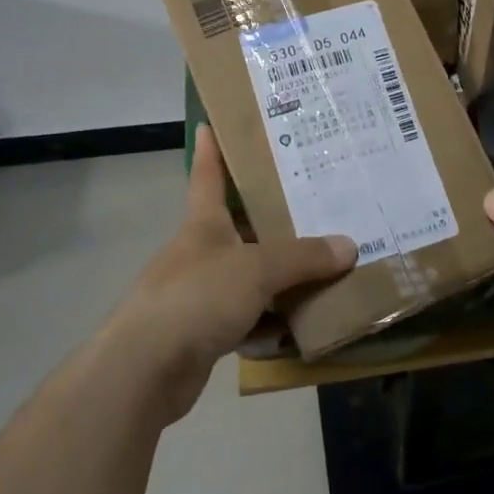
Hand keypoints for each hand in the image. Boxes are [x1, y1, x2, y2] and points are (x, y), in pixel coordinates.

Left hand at [108, 125, 356, 423]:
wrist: (145, 371)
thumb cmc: (197, 298)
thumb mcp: (256, 269)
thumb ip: (302, 257)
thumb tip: (348, 246)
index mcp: (203, 224)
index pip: (208, 176)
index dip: (211, 149)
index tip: (210, 123)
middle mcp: (200, 252)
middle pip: (239, 226)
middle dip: (271, 216)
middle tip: (314, 201)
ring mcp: (199, 294)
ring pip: (247, 274)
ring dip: (278, 274)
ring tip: (323, 262)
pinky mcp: (203, 332)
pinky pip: (247, 317)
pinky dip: (271, 319)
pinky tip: (302, 321)